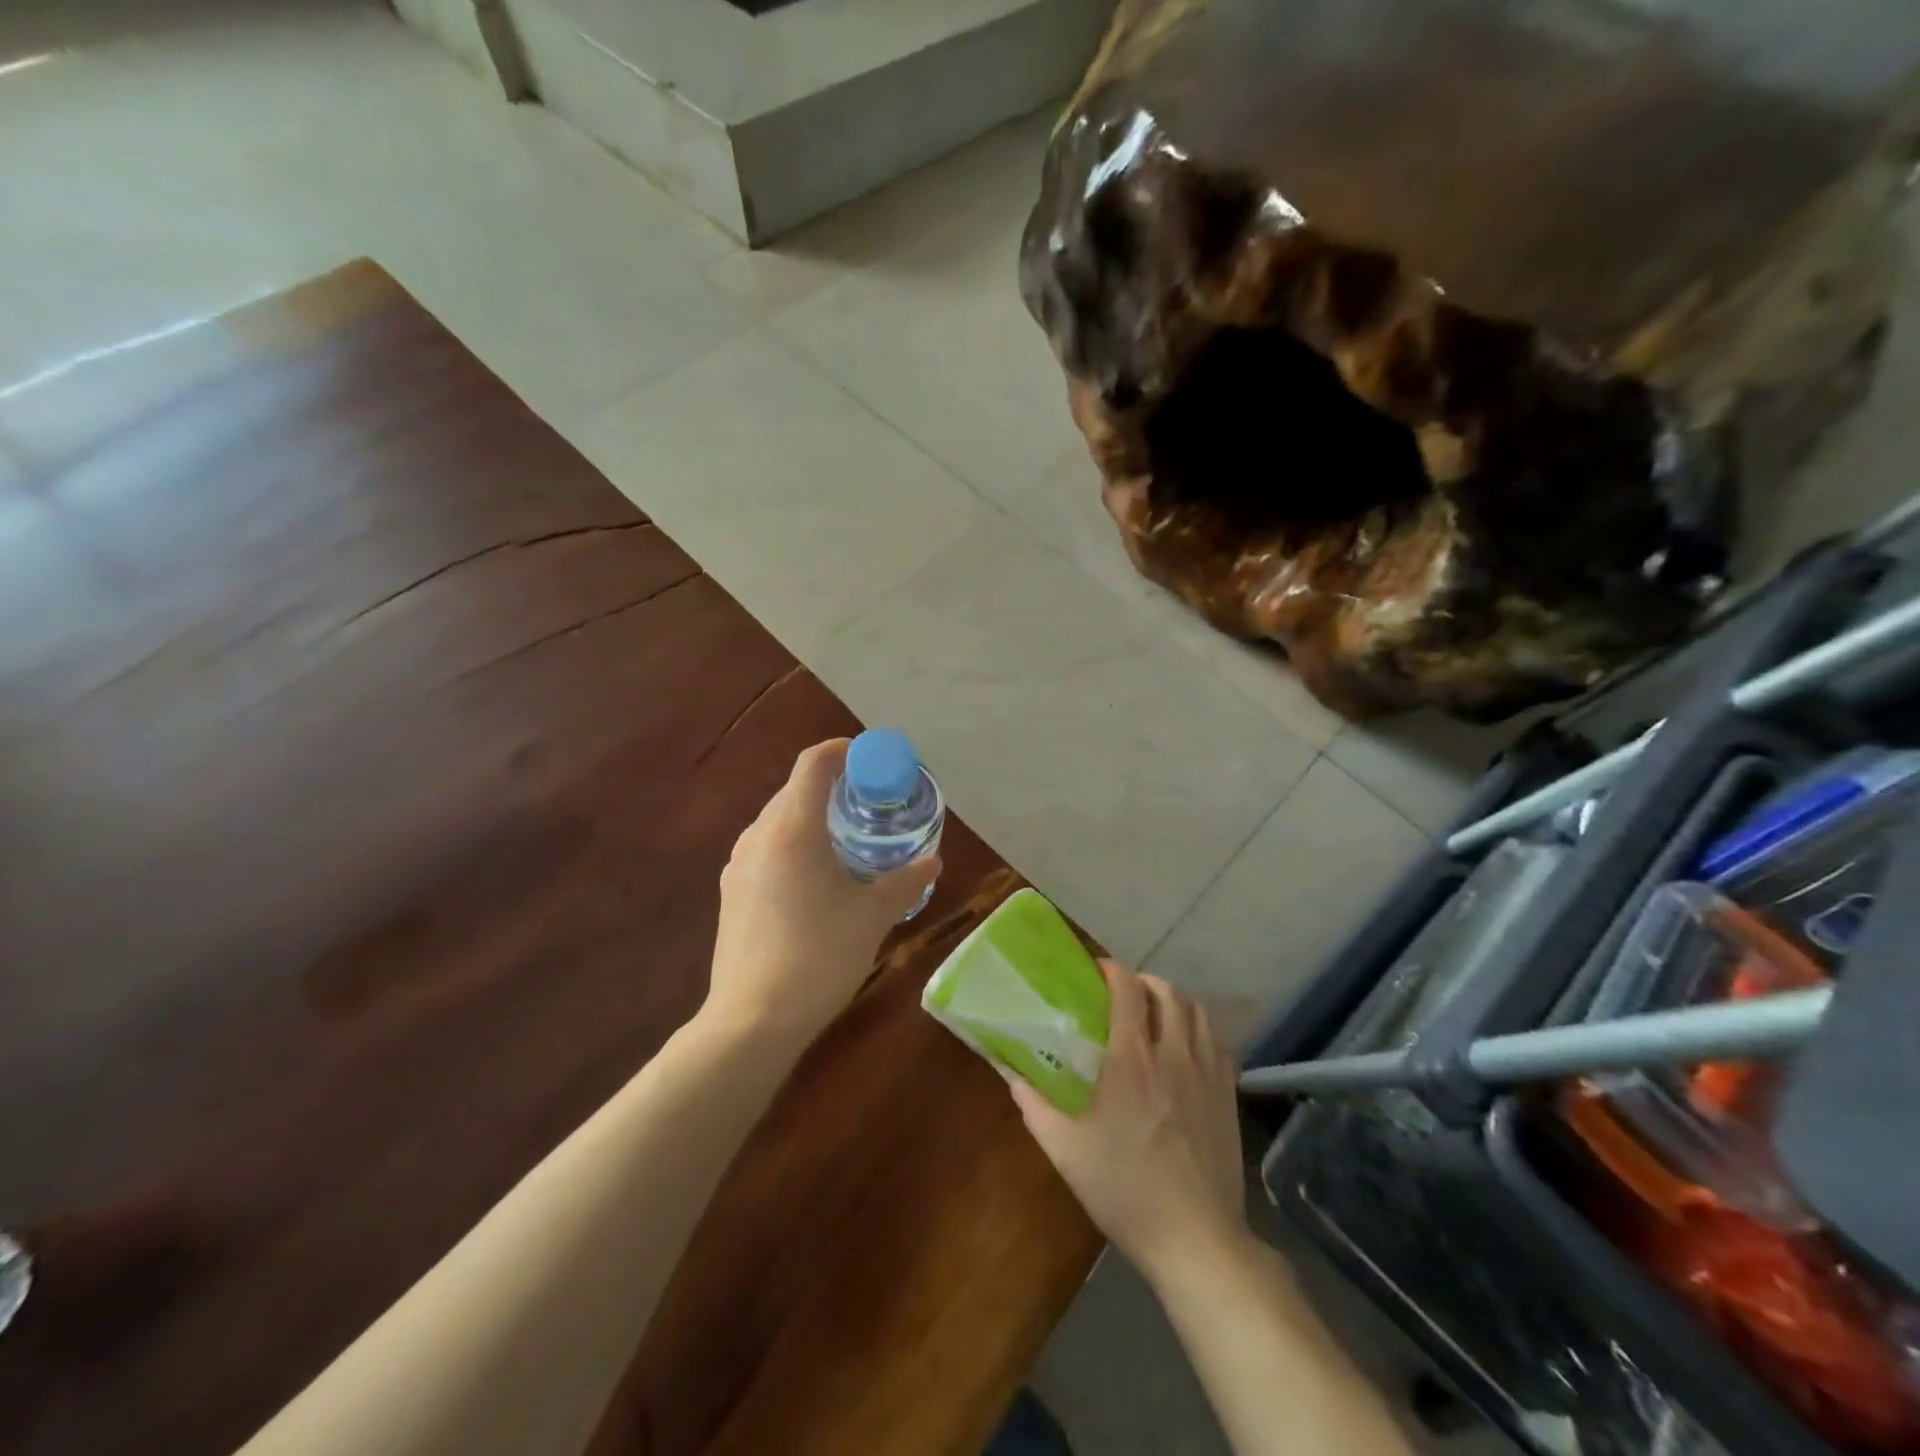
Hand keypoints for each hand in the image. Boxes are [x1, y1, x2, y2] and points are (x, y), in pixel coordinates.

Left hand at [703, 739, 938, 1048]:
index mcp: (792, 829)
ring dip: (813, 819)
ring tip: (848, 843)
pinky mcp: (732, 892)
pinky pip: (767, 849)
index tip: (872, 761)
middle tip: (872, 806)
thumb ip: (905, 881)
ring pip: (779, 821)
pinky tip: (817, 881)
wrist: (752, 1020)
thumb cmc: (819, 957)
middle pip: (796, 790)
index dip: (844, 751)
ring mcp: (738, 864)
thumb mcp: (873, 917)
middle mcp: (759, 836)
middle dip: (834, 789)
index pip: (814, 763)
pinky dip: (795, 846)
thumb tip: (933, 860)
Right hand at [1010, 962, 1246, 1272]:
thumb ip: (1034, 1105)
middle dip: (1143, 982)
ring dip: (1174, 1002)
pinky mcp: (1229, 1095)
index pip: (1127, 990)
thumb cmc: (1124, 1190)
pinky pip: (1219, 1041)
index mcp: (1131, 1059)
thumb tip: (1011, 1072)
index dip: (1112, 970)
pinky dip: (1200, 1030)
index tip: (1096, 970)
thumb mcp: (1065, 1150)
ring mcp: (1207, 1073)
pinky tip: (1187, 1049)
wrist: (1196, 1239)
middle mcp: (1173, 1054)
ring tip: (1156, 1015)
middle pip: (1167, 992)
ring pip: (1197, 1011)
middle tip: (1123, 994)